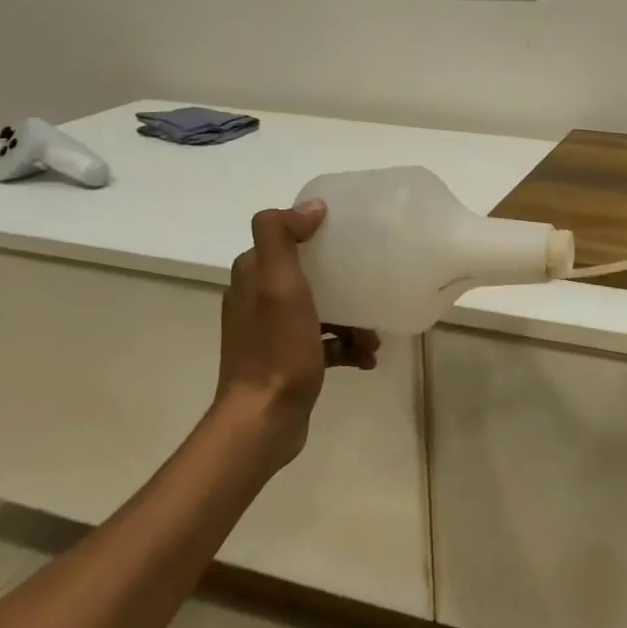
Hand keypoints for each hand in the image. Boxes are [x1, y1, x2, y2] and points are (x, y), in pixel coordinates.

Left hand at [213, 201, 378, 468]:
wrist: (264, 420)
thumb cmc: (276, 349)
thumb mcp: (278, 284)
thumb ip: (281, 236)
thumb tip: (311, 207)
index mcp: (253, 276)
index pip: (287, 239)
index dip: (318, 236)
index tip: (351, 241)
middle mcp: (257, 300)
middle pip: (310, 276)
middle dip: (345, 284)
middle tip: (371, 294)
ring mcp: (272, 333)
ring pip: (321, 310)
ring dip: (352, 320)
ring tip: (373, 339)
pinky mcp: (287, 361)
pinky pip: (324, 342)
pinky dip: (346, 347)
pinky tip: (366, 360)